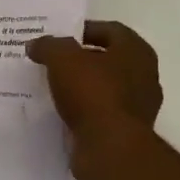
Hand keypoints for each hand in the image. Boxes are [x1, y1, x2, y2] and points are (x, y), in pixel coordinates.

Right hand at [26, 20, 162, 164]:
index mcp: (136, 51)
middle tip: (52, 61)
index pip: (111, 30)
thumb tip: (36, 44)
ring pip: (104, 88)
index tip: (59, 36)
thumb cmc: (93, 93)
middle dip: (81, 59)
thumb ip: (49, 46)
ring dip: (81, 86)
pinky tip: (61, 111)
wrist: (110, 149)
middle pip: (108, 59)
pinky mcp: (125, 132)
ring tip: (52, 86)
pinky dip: (83, 110)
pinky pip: (100, 113)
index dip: (84, 30)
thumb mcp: (63, 59)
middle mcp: (144, 76)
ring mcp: (137, 106)